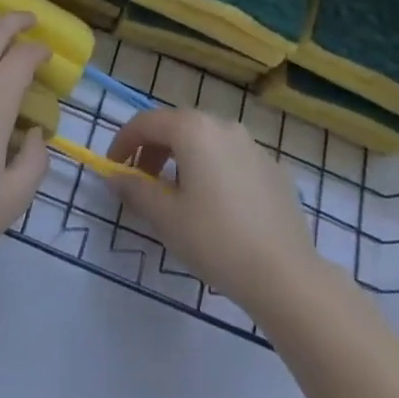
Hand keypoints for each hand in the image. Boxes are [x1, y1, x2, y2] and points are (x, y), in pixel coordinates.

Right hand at [107, 107, 320, 314]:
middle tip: (142, 184)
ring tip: (177, 196)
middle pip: (177, 126)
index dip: (123, 142)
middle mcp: (224, 125)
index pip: (146, 122)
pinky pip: (232, 159)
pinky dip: (213, 171)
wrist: (285, 274)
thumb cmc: (216, 240)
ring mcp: (253, 145)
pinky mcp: (274, 168)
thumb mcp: (165, 218)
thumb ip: (135, 190)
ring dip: (183, 159)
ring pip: (206, 141)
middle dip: (153, 150)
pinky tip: (216, 207)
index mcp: (194, 129)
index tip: (113, 169)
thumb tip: (115, 176)